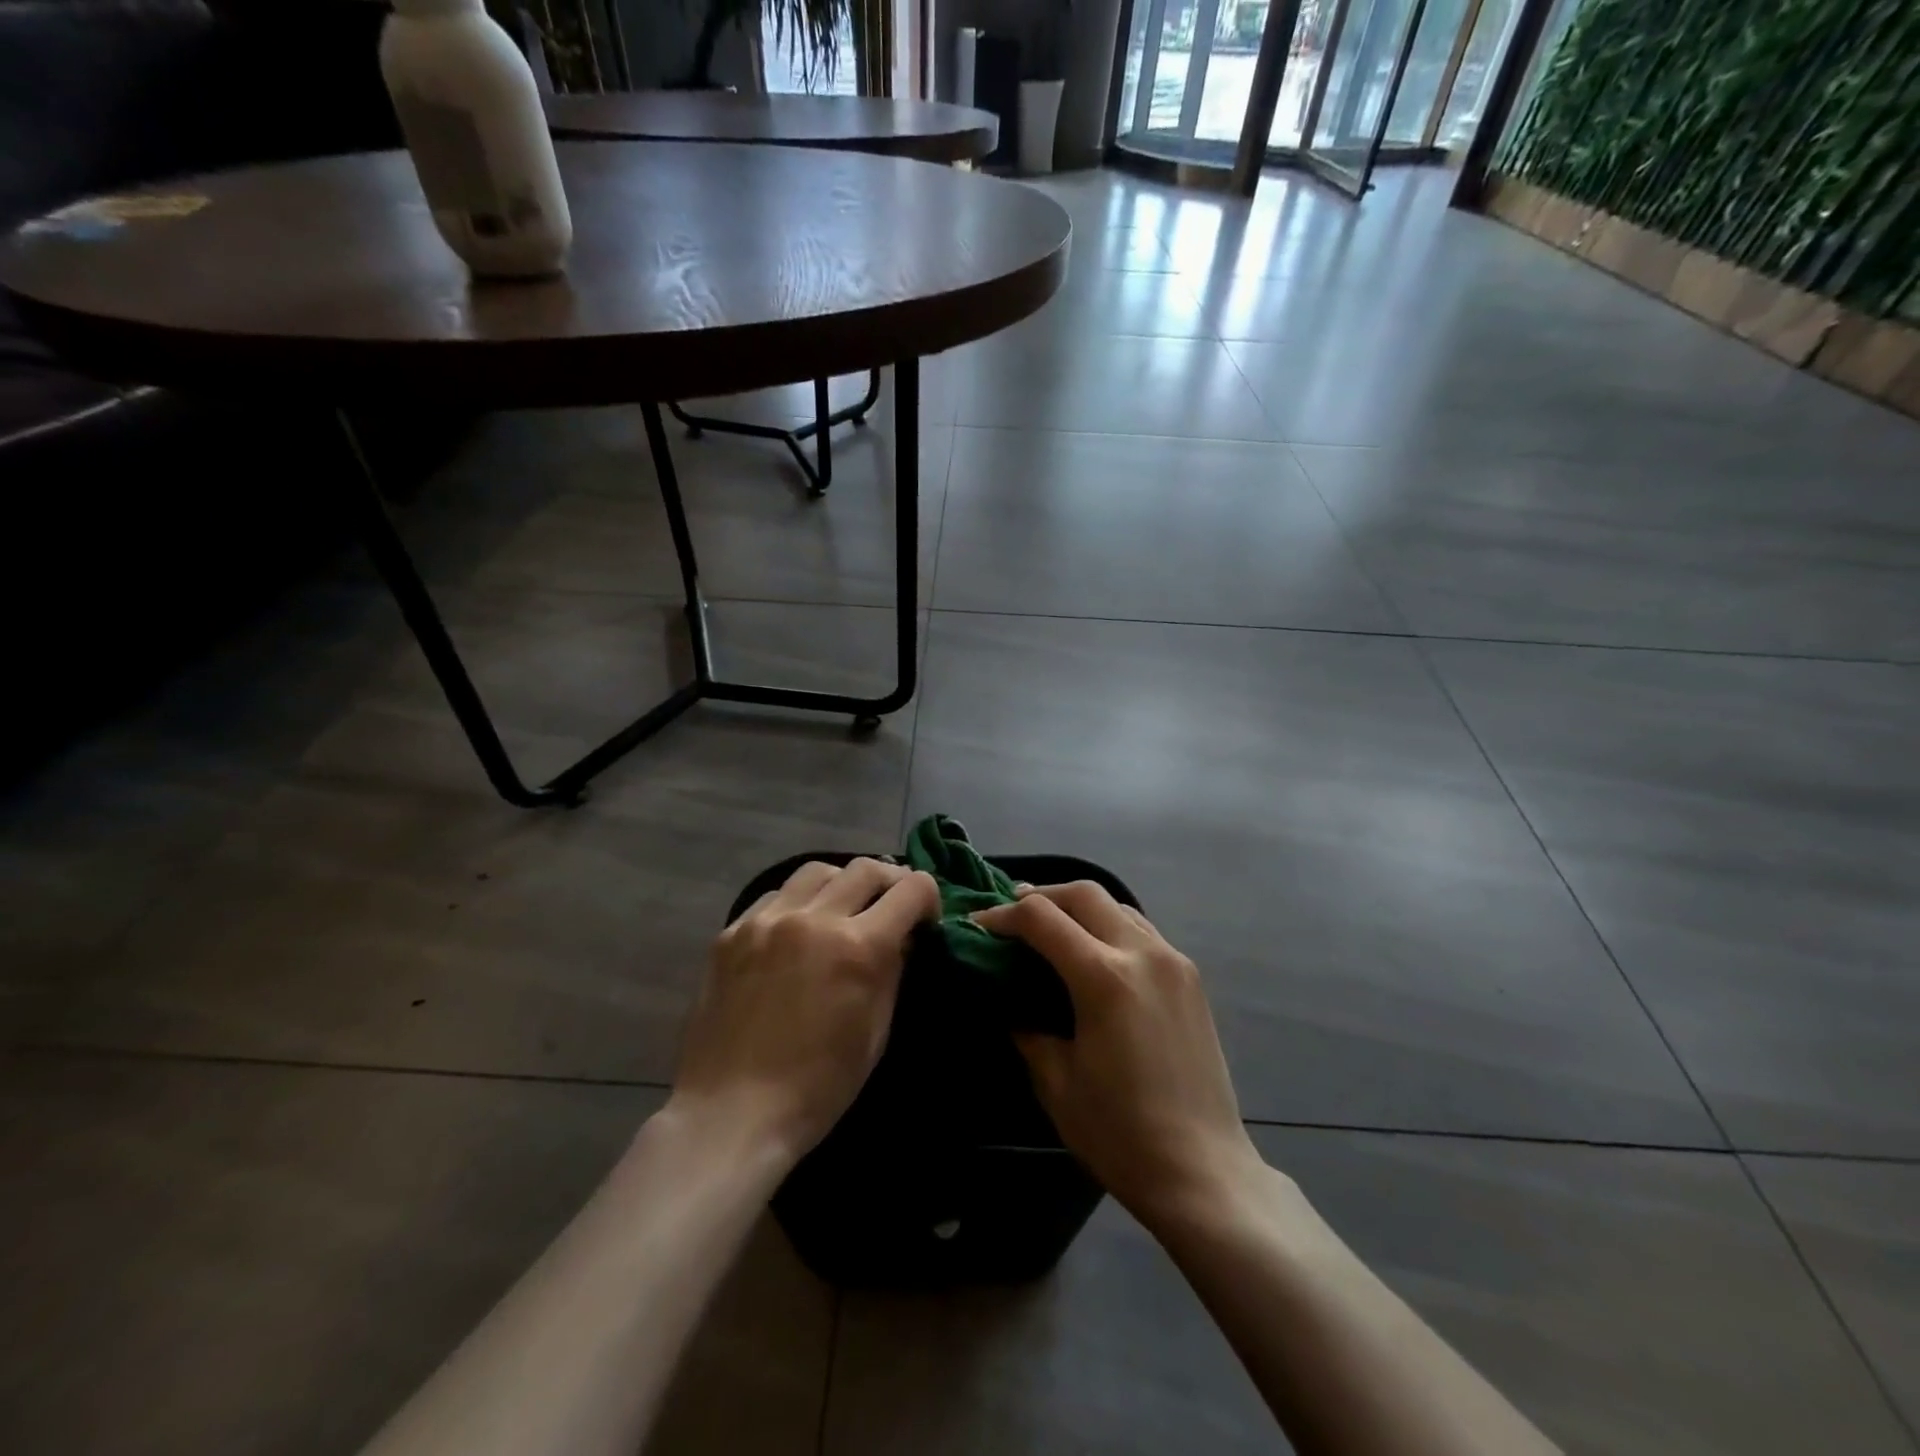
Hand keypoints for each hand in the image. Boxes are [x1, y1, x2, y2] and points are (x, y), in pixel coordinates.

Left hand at [670, 858, 940, 1165]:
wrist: (731, 1114)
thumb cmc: (817, 1087)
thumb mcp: (875, 1034)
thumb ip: (892, 972)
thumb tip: (901, 938)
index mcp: (858, 947)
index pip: (911, 890)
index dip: (928, 899)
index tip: (925, 920)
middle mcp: (813, 918)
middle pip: (866, 868)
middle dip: (890, 882)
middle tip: (891, 908)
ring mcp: (767, 920)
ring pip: (818, 870)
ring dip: (842, 883)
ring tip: (843, 910)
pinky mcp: (732, 932)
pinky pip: (776, 895)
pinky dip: (799, 902)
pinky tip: (798, 930)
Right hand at [974, 883, 1262, 1233]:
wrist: (1203, 1173)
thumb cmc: (1119, 1133)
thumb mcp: (1055, 1081)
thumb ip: (1027, 1028)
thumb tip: (1009, 999)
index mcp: (1104, 977)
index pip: (1041, 917)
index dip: (1002, 915)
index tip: (977, 925)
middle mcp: (1142, 953)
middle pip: (1084, 893)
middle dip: (1042, 895)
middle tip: (1013, 914)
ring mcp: (1173, 961)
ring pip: (1117, 905)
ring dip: (1079, 907)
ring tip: (1053, 928)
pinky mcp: (1191, 978)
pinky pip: (1142, 930)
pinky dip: (1110, 926)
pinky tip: (1096, 953)